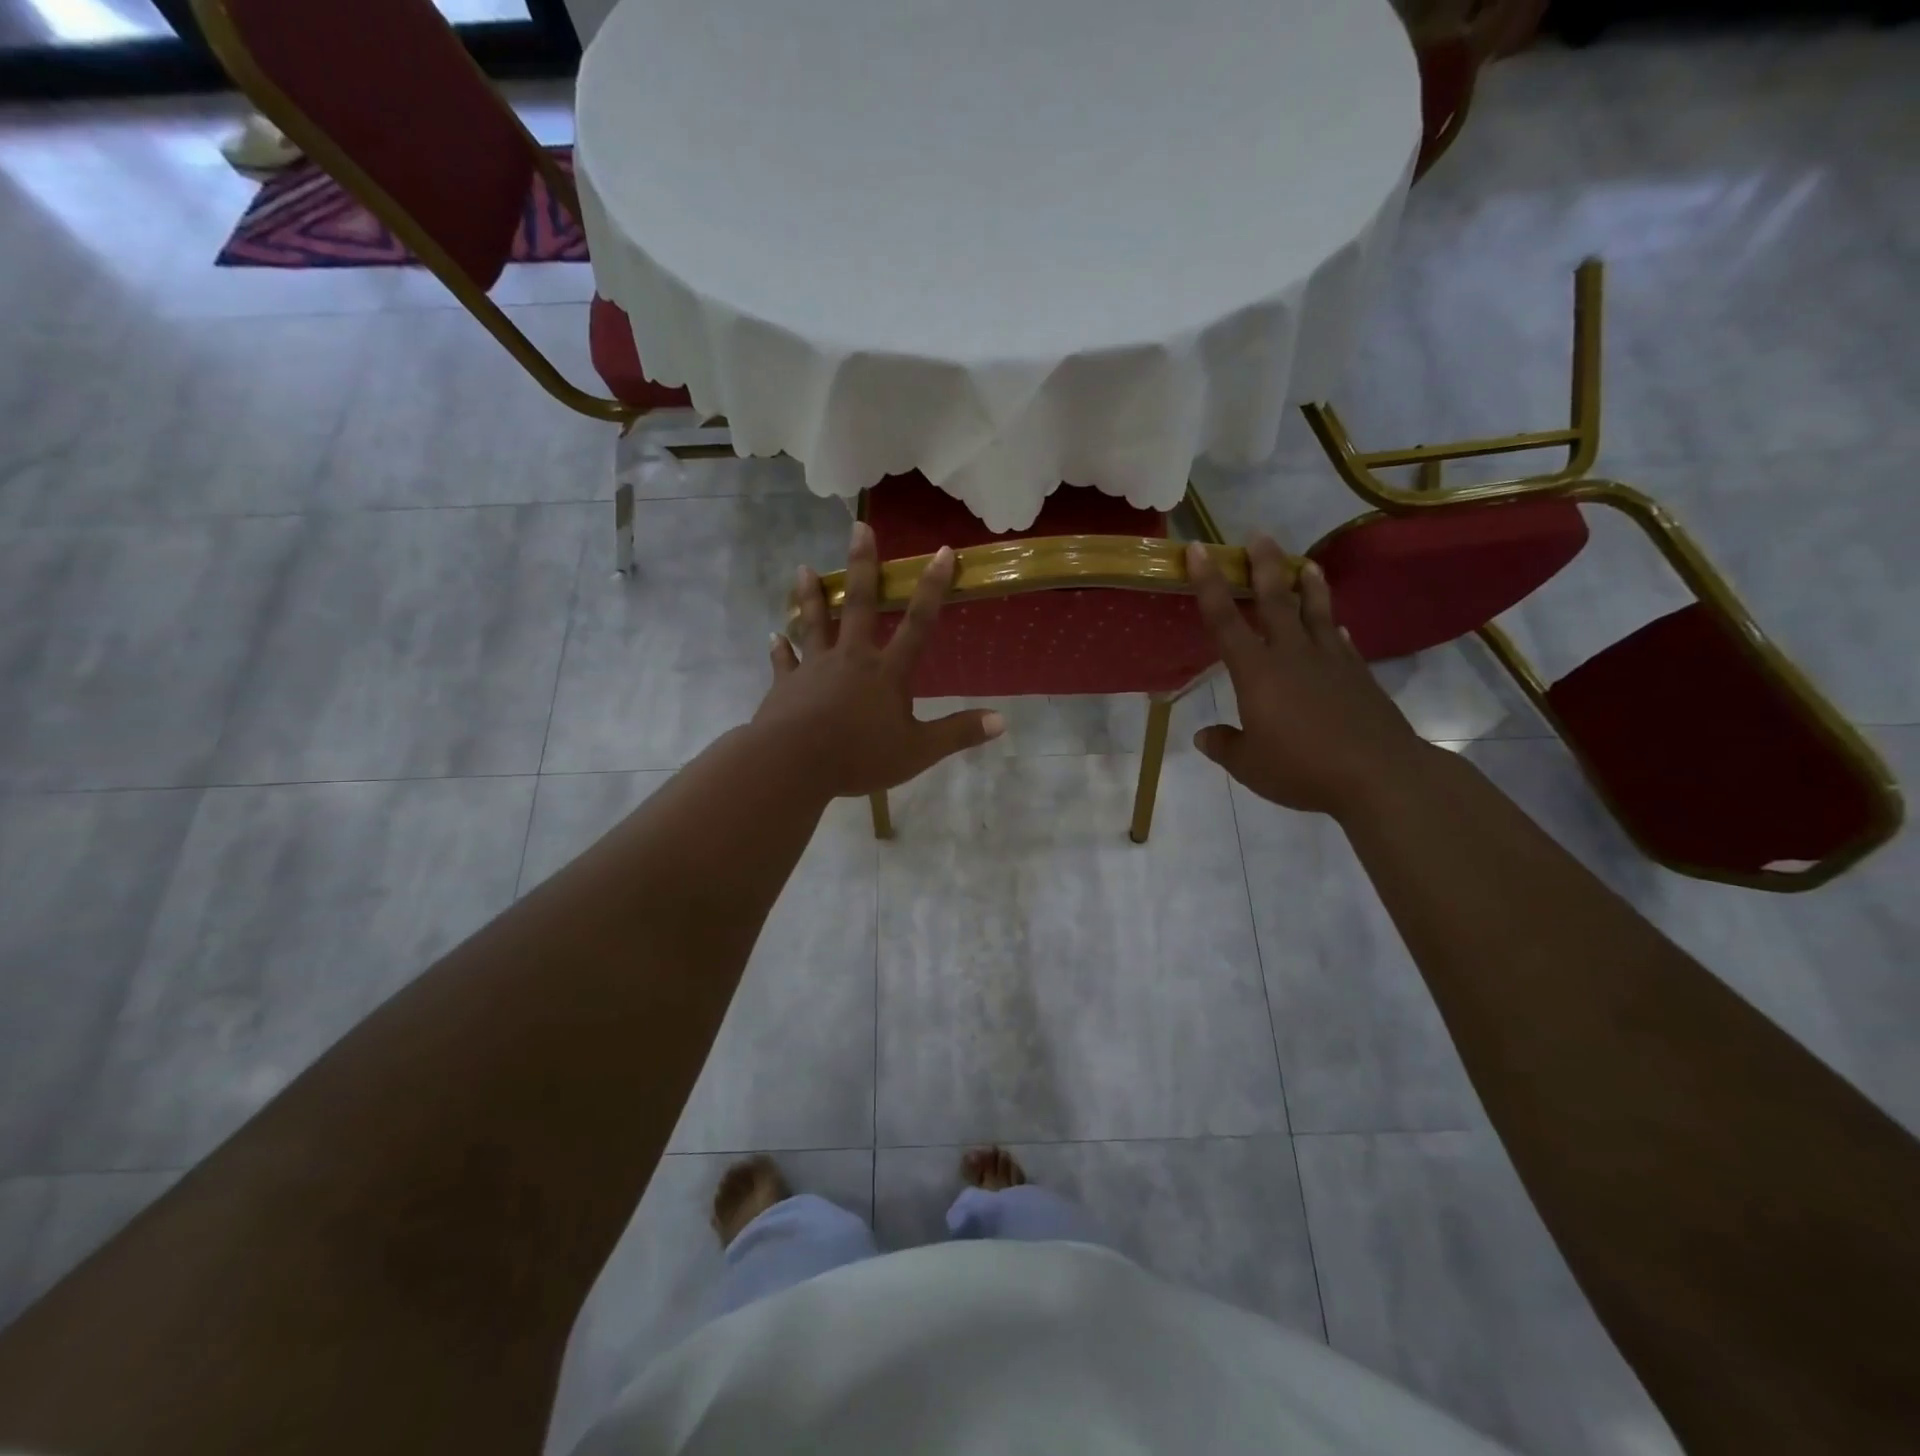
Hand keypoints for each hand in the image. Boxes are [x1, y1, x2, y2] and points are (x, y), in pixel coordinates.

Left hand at [755, 519, 1003, 796]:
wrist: (795, 764)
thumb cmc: (860, 756)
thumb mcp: (918, 751)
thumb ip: (958, 733)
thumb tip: (1001, 721)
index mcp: (887, 672)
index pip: (918, 624)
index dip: (933, 588)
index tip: (943, 552)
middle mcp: (851, 658)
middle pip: (858, 605)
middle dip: (862, 565)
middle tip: (858, 528)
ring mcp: (814, 668)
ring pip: (814, 623)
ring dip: (811, 596)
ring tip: (803, 569)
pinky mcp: (786, 684)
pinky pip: (783, 662)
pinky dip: (779, 649)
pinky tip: (773, 636)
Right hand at [1188, 536, 1430, 819]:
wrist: (1378, 775)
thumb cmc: (1301, 769)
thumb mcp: (1249, 765)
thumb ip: (1224, 745)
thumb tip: (1203, 736)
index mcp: (1257, 673)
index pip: (1225, 620)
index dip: (1209, 584)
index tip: (1200, 550)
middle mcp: (1292, 655)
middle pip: (1276, 601)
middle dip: (1264, 566)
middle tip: (1258, 536)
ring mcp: (1331, 662)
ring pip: (1317, 612)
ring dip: (1309, 585)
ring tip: (1306, 562)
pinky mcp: (1359, 676)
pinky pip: (1343, 643)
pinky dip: (1336, 629)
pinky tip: (1340, 627)